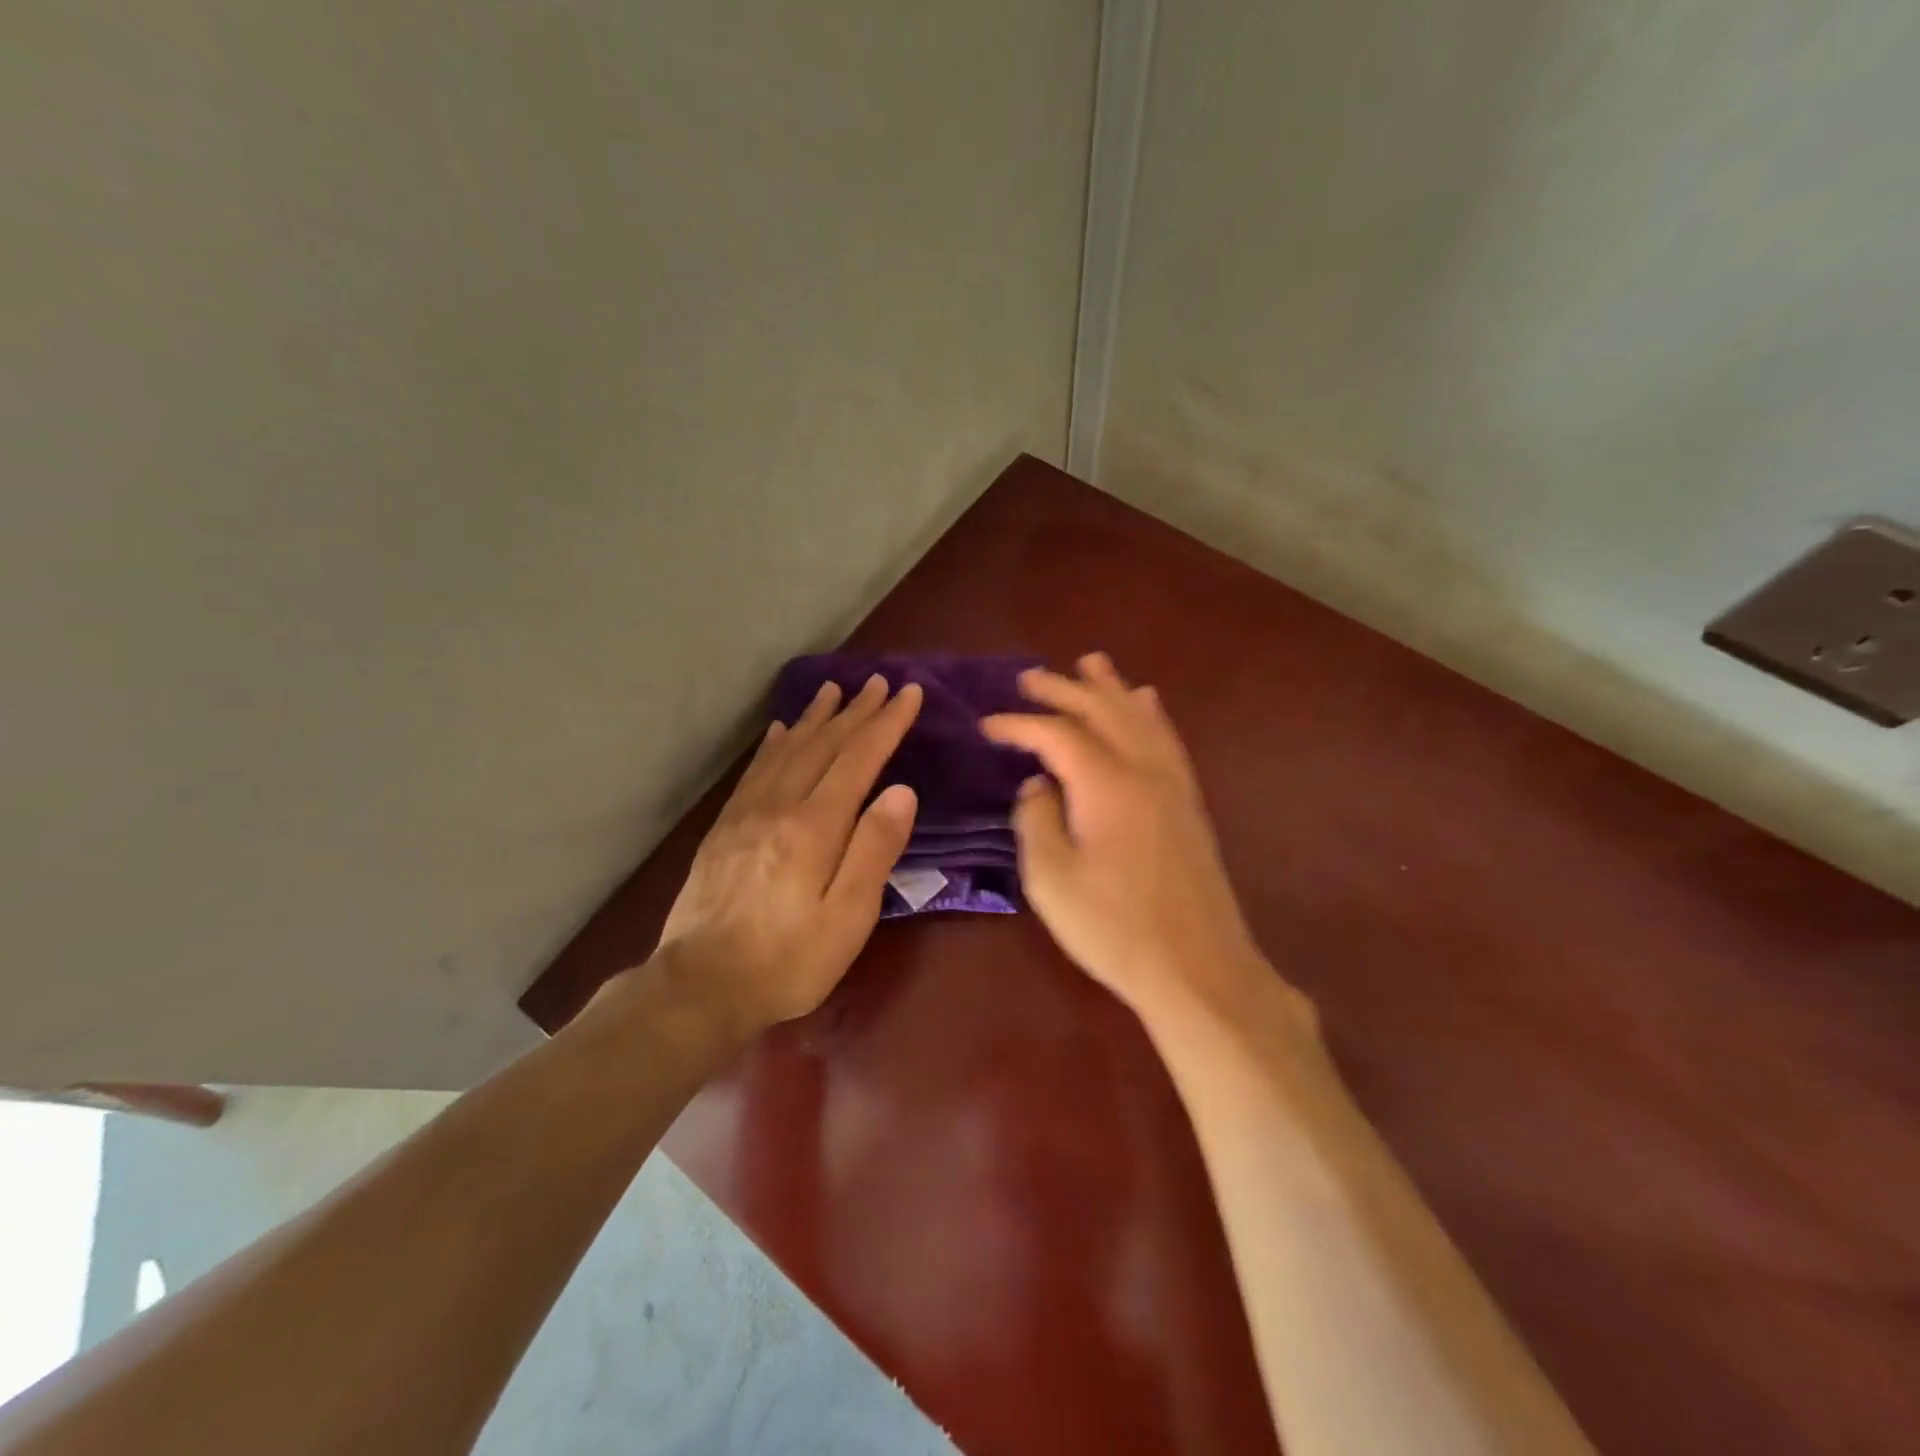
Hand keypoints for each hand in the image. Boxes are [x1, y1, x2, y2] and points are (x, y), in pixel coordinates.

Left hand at [655, 674, 922, 1038]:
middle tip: (878, 681)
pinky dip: (774, 744)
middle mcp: (781, 805)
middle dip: (856, 711)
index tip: (909, 693)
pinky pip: (755, 770)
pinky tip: (779, 731)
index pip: (859, 758)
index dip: (887, 723)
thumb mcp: (848, 917)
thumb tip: (902, 791)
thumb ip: (874, 850)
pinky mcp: (725, 828)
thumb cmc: (788, 960)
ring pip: (788, 749)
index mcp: (816, 825)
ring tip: (833, 690)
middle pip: (824, 745)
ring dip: (815, 717)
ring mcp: (747, 813)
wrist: (700, 984)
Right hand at [983, 654, 1306, 1027]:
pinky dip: (1149, 713)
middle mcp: (1144, 770)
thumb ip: (1036, 820)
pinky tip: (1146, 703)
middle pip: (1102, 711)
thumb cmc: (1114, 928)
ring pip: (1140, 717)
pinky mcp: (1189, 803)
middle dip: (1063, 690)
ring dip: (1111, 688)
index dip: (1018, 725)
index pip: (1057, 734)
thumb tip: (1037, 785)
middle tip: (1029, 678)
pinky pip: (1166, 739)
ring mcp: (1174, 784)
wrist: (1198, 968)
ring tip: (1091, 663)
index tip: (987, 726)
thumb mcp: (1051, 880)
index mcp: (1106, 784)